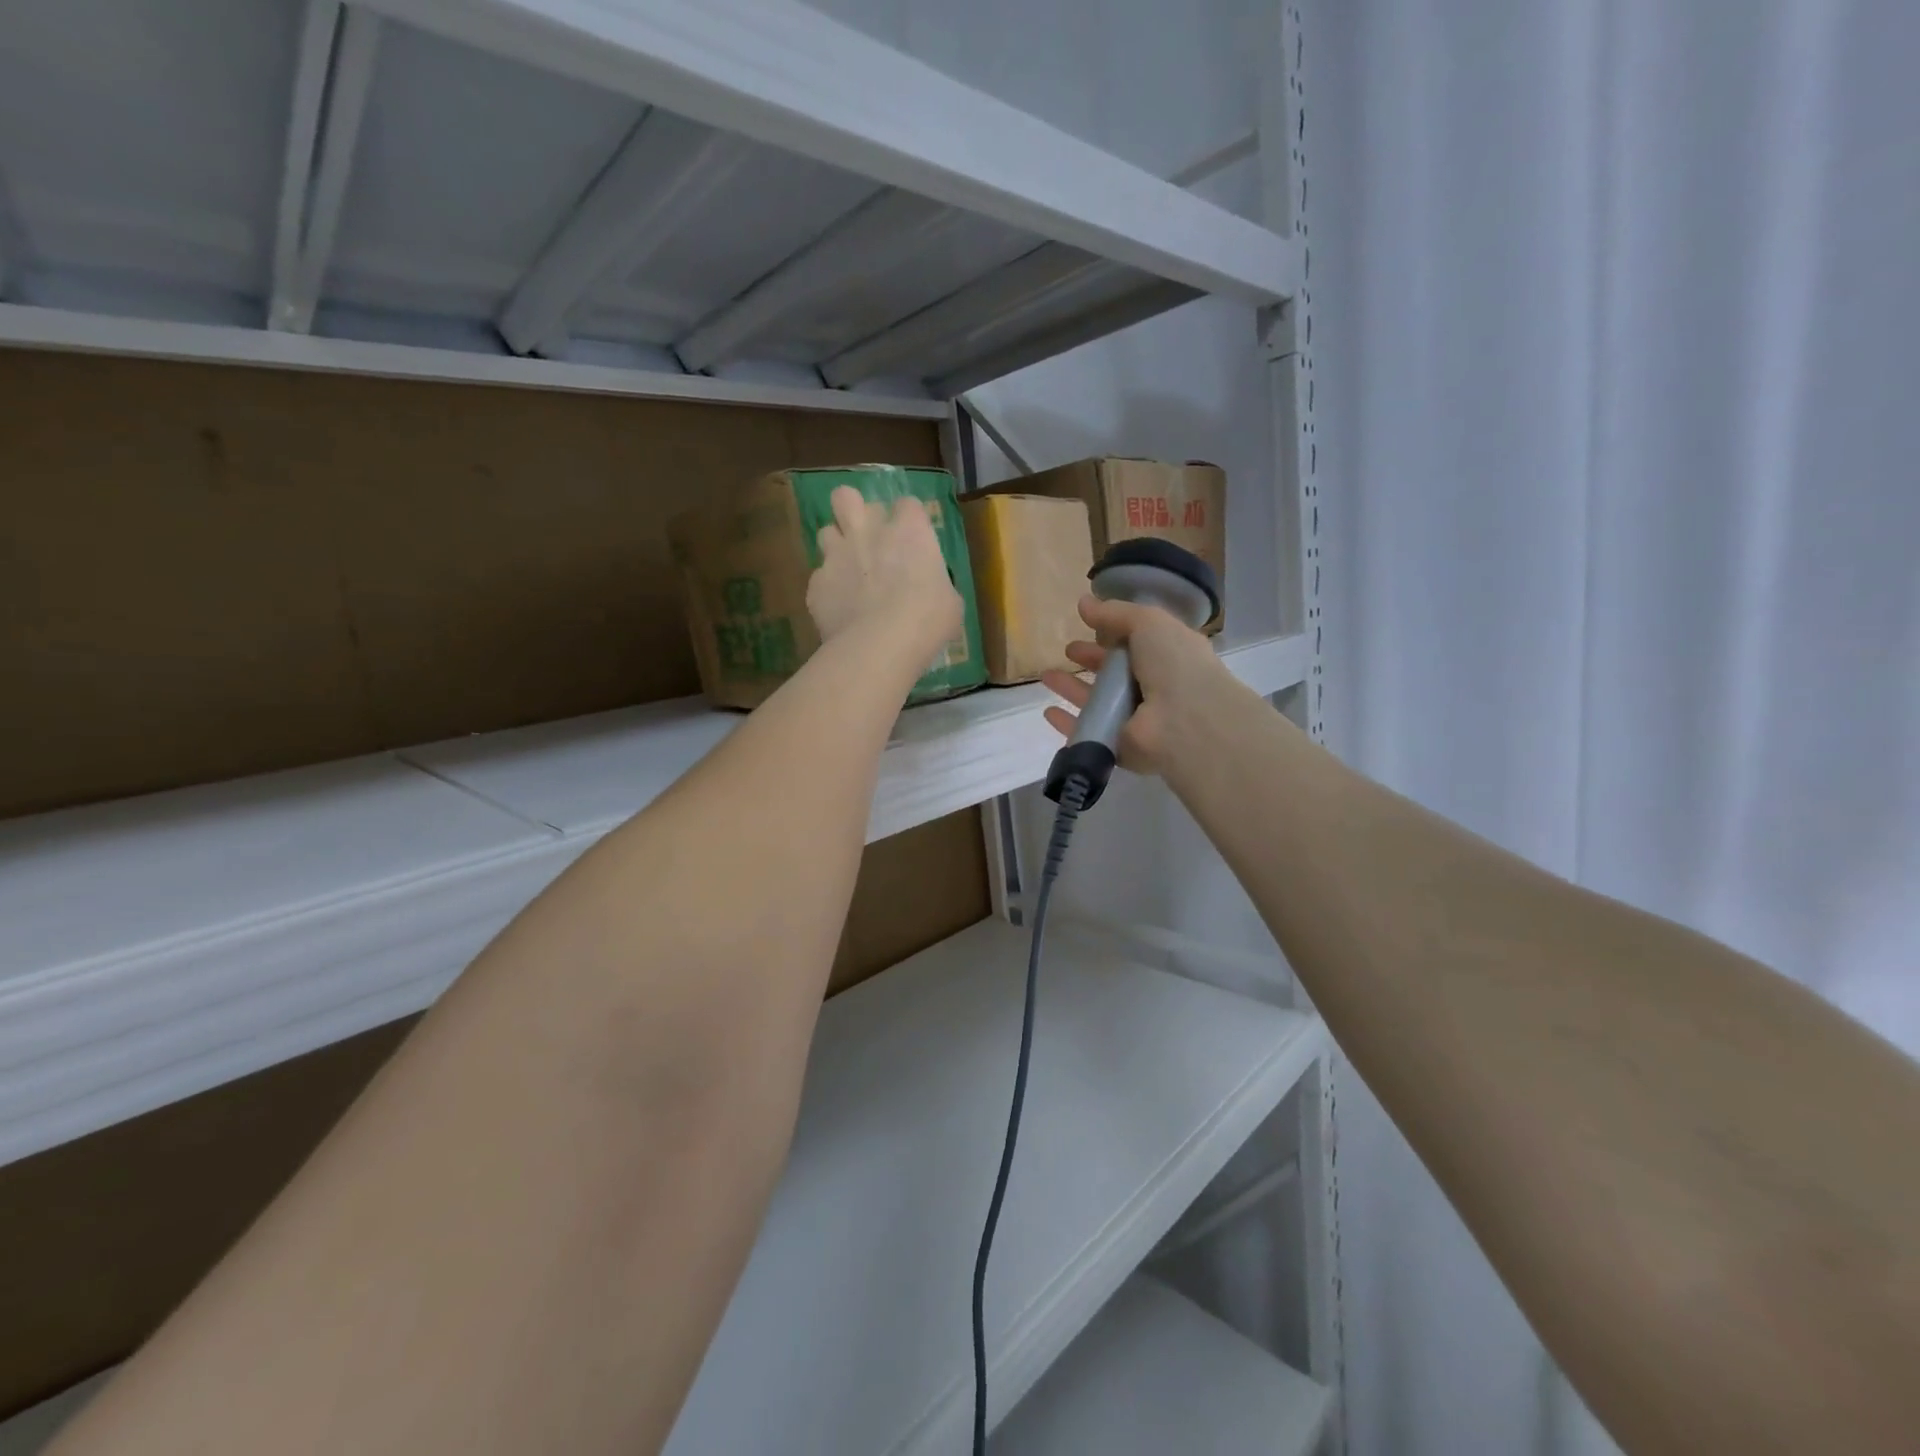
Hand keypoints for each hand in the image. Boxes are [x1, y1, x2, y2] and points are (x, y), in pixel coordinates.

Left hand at [806, 486, 962, 658]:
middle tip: (867, 538)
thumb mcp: (950, 602)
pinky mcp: (816, 584)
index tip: (913, 541)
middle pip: (846, 497)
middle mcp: (867, 532)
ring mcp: (836, 556)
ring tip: (848, 571)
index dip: (908, 520)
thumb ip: (935, 583)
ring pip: (825, 531)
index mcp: (909, 531)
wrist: (879, 647)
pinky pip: (820, 578)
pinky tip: (840, 609)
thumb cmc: (927, 621)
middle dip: (854, 510)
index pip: (907, 504)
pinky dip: (829, 589)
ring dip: (837, 547)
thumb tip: (931, 590)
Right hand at [1041, 594, 1229, 775]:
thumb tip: (1083, 602)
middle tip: (1068, 650)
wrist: (1185, 722)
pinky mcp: (1117, 745)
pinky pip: (1088, 731)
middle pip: (1116, 673)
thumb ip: (1115, 613)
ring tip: (1046, 675)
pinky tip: (1048, 712)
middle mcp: (1154, 689)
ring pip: (1098, 702)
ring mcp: (1135, 720)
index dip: (1114, 633)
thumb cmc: (1174, 664)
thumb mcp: (1148, 623)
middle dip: (1091, 660)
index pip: (1138, 643)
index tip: (1089, 624)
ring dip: (1072, 688)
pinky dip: (1068, 723)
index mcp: (1168, 657)